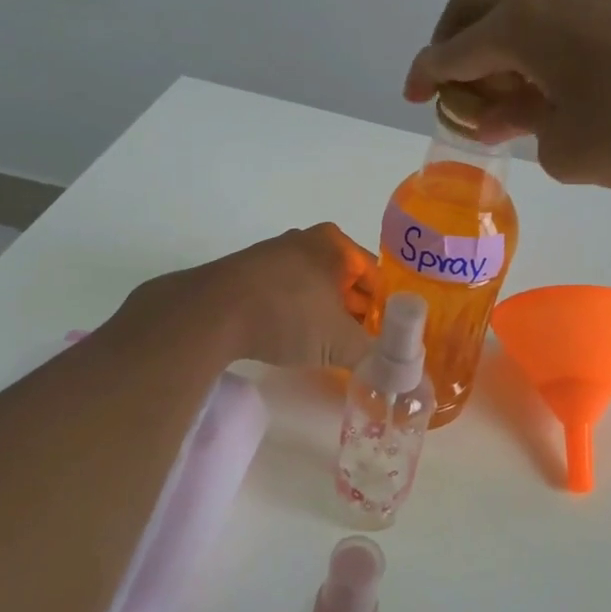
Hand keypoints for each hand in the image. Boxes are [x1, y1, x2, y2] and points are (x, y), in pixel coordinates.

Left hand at [136, 224, 376, 370]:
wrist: (213, 312)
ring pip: (312, 286)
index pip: (374, 276)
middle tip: (358, 347)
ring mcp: (272, 253)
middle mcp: (305, 239)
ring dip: (322, 314)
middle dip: (353, 312)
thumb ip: (375, 355)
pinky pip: (283, 292)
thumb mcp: (341, 342)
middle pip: (343, 279)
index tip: (383, 339)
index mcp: (334, 244)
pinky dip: (293, 313)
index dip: (383, 309)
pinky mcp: (245, 272)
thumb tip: (397, 372)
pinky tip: (289, 339)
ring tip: (325, 348)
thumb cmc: (289, 315)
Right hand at [405, 0, 610, 194]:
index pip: (451, 48)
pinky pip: (556, 21)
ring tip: (502, 103)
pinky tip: (550, 91)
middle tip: (452, 91)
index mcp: (520, 22)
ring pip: (518, 11)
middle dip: (452, 45)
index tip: (412, 97)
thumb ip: (525, 128)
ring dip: (497, 49)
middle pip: (475, 5)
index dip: (425, 75)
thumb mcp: (566, 150)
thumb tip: (520, 112)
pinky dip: (535, 50)